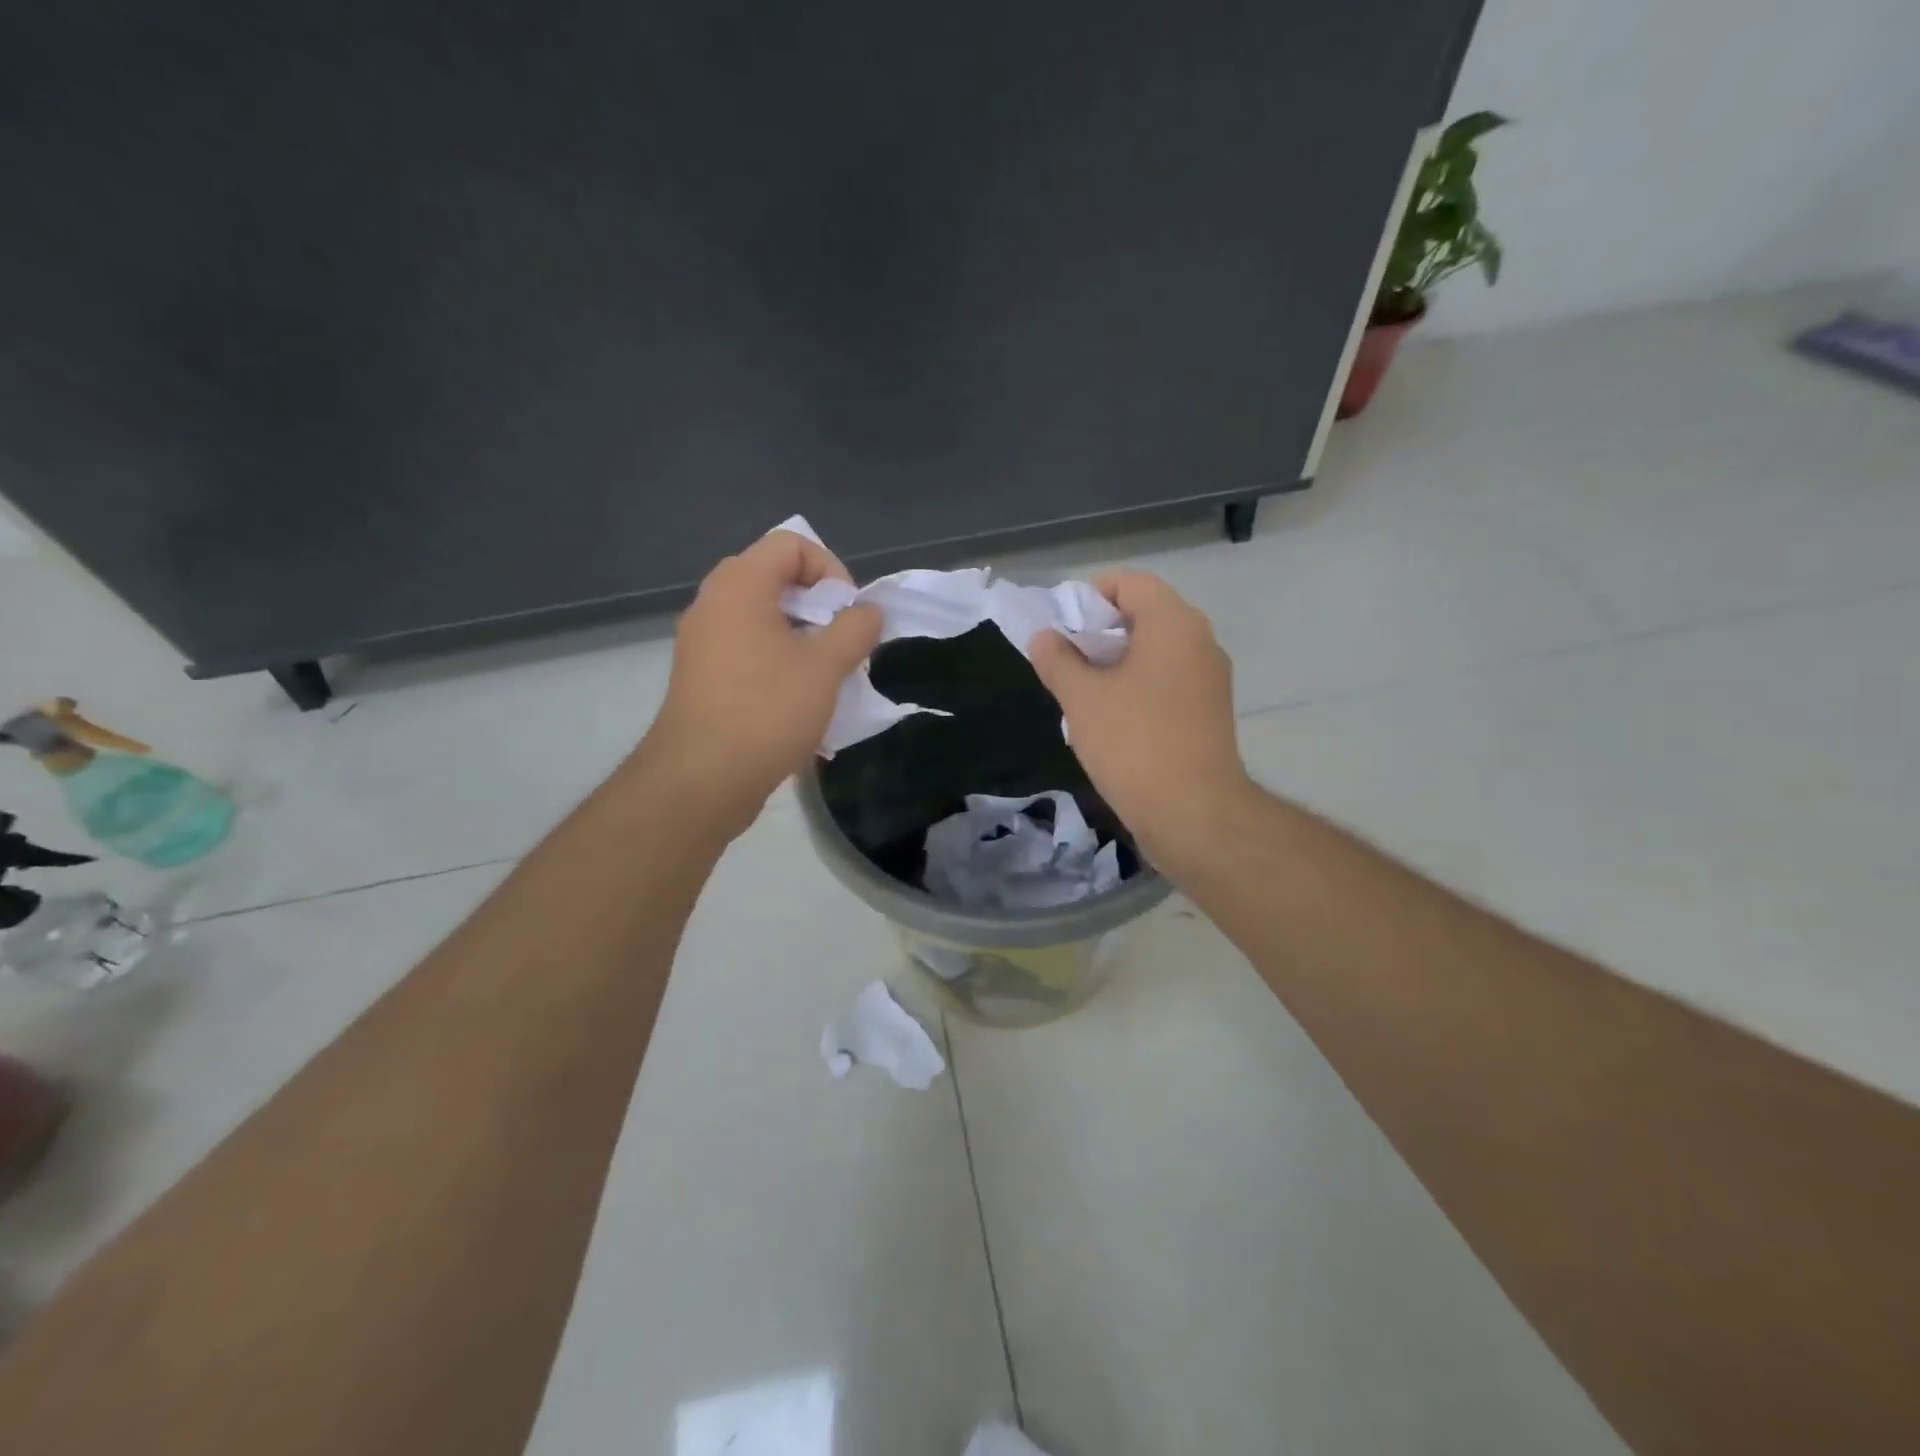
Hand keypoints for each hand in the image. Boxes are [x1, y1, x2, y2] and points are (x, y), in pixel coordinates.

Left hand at [641, 528, 880, 837]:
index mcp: (739, 585)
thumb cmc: (767, 711)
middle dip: (818, 606)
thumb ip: (855, 628)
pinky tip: (797, 701)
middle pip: (775, 579)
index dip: (830, 570)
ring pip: (763, 618)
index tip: (848, 614)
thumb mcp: (826, 667)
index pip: (790, 544)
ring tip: (825, 676)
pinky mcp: (701, 675)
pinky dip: (778, 660)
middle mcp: (713, 602)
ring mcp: (702, 640)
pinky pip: (747, 649)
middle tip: (841, 643)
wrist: (701, 780)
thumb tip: (867, 612)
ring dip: (802, 637)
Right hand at [1030, 571, 1248, 861]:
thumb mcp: (1081, 698)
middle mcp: (1200, 641)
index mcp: (1174, 623)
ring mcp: (1210, 678)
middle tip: (1066, 663)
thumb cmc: (1134, 743)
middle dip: (1099, 633)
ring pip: (1155, 651)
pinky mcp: (1210, 711)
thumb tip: (1044, 636)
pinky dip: (1138, 687)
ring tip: (1083, 694)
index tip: (1062, 629)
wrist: (1193, 813)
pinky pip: (1168, 681)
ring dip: (1117, 663)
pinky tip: (1112, 720)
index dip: (1089, 596)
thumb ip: (1057, 659)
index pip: (1129, 582)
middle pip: (1144, 615)